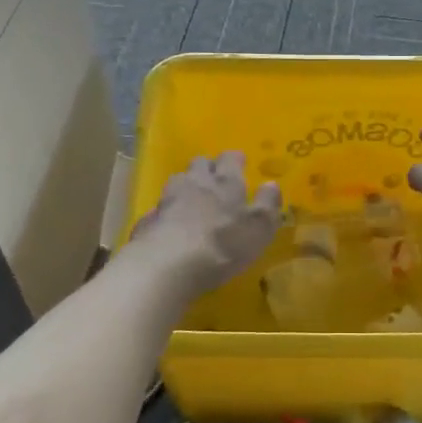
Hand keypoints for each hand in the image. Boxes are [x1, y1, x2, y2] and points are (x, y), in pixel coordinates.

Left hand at [129, 151, 281, 295]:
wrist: (169, 264)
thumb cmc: (224, 244)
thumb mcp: (259, 227)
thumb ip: (268, 203)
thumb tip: (272, 184)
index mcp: (226, 181)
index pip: (230, 158)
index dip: (235, 160)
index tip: (240, 163)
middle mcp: (196, 181)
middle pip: (200, 164)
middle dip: (208, 168)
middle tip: (215, 180)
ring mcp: (169, 198)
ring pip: (178, 181)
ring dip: (186, 186)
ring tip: (192, 200)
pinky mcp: (150, 219)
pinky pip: (161, 208)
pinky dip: (168, 212)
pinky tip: (172, 225)